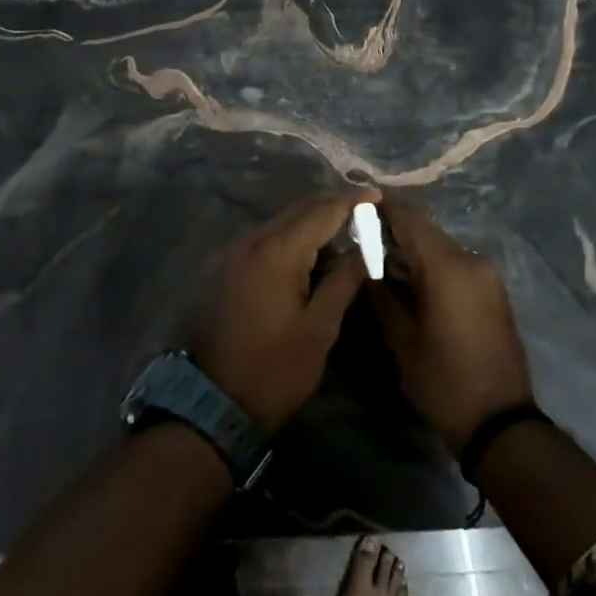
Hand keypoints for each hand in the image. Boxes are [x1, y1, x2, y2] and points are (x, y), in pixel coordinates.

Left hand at [193, 188, 377, 434]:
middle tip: (366, 208)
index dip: (350, 201)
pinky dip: (295, 236)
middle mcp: (252, 242)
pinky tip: (316, 249)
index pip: (320, 212)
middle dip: (333, 204)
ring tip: (348, 226)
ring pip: (282, 222)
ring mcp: (237, 253)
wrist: (218, 401)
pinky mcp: (231, 267)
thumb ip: (342, 282)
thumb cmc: (276, 369)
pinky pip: (269, 238)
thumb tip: (362, 251)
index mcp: (276, 253)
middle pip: (299, 210)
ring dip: (314, 219)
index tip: (378, 195)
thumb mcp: (319, 328)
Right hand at [372, 201, 533, 456]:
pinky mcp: (493, 290)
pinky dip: (431, 264)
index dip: (382, 205)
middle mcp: (471, 260)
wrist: (500, 422)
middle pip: (426, 231)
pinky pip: (455, 264)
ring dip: (413, 249)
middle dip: (394, 229)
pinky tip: (410, 279)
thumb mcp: (401, 339)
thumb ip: (380, 294)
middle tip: (360, 233)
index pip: (410, 219)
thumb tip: (363, 266)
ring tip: (379, 257)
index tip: (356, 198)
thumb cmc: (443, 380)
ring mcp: (486, 275)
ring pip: (440, 247)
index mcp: (447, 266)